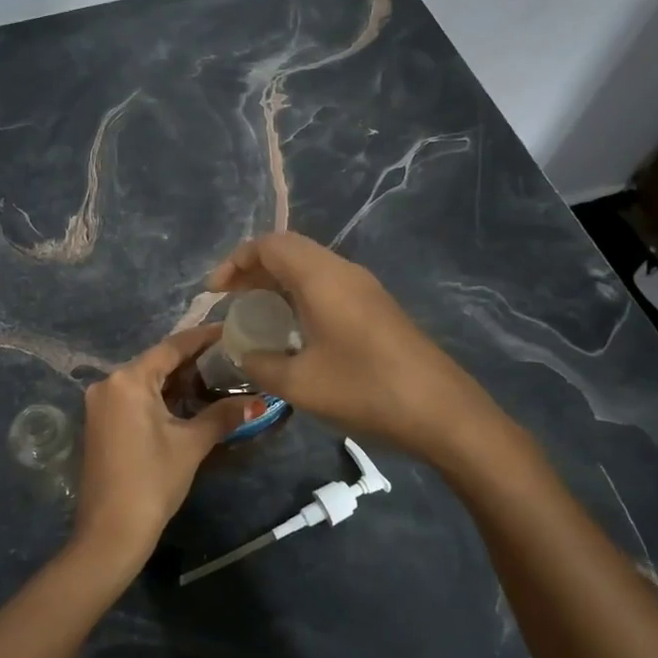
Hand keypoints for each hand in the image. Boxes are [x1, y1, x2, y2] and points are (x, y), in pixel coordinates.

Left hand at [71, 326, 258, 569]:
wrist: (110, 532)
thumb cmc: (152, 481)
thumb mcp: (191, 445)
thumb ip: (222, 416)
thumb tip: (256, 402)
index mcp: (128, 380)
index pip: (172, 347)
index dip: (203, 338)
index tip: (230, 330)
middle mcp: (109, 383)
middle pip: (157, 362)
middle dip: (193, 361)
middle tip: (230, 357)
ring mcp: (101, 404)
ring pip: (146, 381)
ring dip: (178, 380)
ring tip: (217, 376)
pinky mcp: (100, 422)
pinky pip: (135, 398)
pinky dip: (161, 397)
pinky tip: (188, 401)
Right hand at [207, 232, 500, 462]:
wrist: (442, 412)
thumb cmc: (365, 390)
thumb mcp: (300, 383)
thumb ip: (261, 364)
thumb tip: (244, 353)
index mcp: (321, 278)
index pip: (270, 245)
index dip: (236, 262)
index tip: (215, 292)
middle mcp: (343, 272)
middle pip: (289, 250)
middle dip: (253, 269)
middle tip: (230, 300)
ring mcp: (364, 288)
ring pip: (310, 267)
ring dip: (278, 282)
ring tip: (255, 314)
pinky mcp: (376, 308)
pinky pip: (327, 285)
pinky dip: (300, 295)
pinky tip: (293, 330)